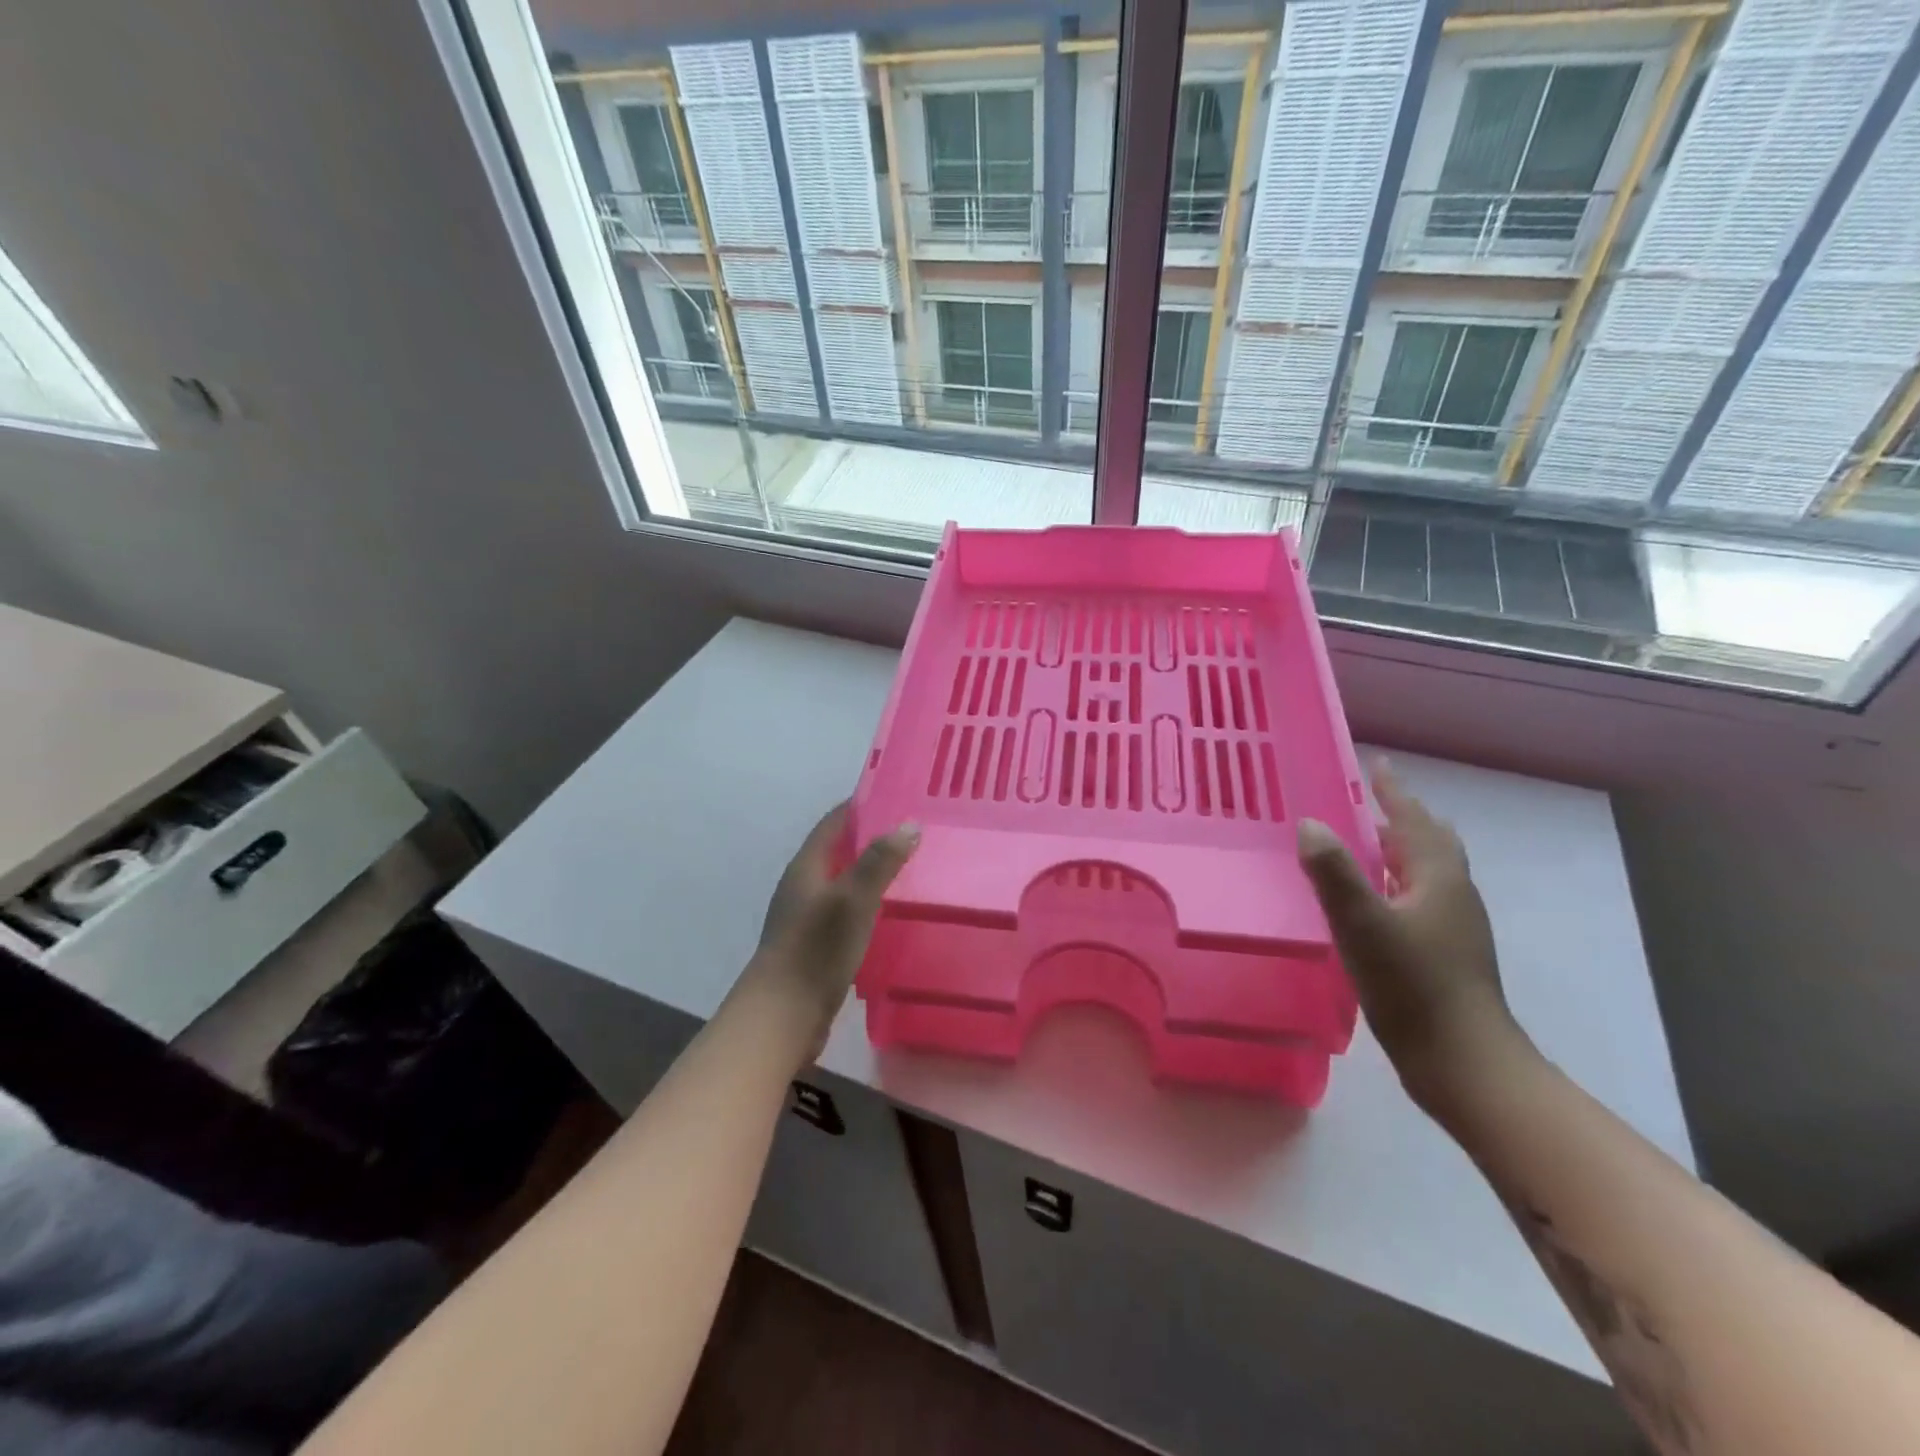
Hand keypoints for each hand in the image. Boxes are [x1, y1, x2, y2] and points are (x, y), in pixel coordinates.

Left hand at [740, 803, 918, 1054]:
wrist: (782, 1016)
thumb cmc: (816, 950)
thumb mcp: (854, 899)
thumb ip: (880, 861)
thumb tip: (908, 824)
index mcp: (806, 867)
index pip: (834, 822)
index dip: (861, 806)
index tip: (896, 796)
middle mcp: (803, 886)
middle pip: (838, 850)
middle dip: (871, 838)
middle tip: (913, 832)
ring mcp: (806, 917)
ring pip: (842, 882)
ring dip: (870, 871)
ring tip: (909, 868)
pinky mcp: (814, 945)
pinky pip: (845, 911)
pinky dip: (867, 902)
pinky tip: (889, 913)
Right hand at [1296, 763, 1529, 1110]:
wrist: (1463, 1063)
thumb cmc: (1413, 986)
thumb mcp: (1363, 924)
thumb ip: (1334, 872)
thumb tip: (1310, 824)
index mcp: (1439, 879)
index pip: (1413, 821)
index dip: (1393, 792)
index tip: (1377, 765)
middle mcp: (1452, 895)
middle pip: (1431, 842)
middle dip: (1402, 818)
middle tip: (1370, 801)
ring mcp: (1453, 928)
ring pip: (1427, 872)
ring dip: (1399, 850)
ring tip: (1365, 844)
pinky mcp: (1445, 955)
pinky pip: (1419, 899)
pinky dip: (1396, 883)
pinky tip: (1373, 902)